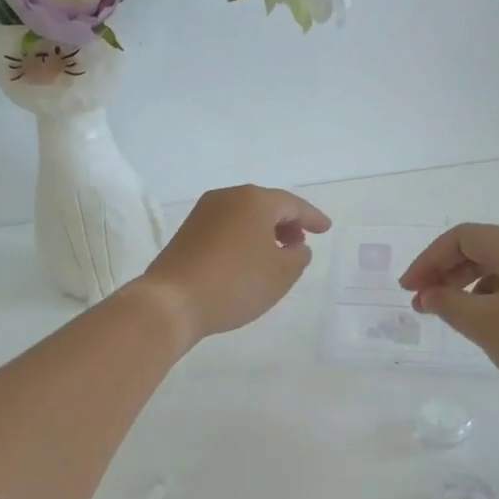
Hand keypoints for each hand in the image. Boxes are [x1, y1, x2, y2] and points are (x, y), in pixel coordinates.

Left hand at [132, 184, 330, 344]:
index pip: (292, 204)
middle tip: (300, 242)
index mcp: (254, 200)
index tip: (326, 229)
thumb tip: (296, 246)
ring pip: (243, 216)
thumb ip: (298, 256)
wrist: (172, 301)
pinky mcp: (187, 232)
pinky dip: (243, 238)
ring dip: (264, 231)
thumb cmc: (235, 284)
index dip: (312, 217)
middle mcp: (227, 197)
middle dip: (286, 222)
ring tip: (276, 254)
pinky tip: (248, 260)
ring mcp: (203, 213)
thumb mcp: (281, 274)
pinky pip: (226, 228)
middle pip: (265, 205)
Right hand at [399, 224, 498, 419]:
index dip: (429, 260)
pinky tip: (491, 323)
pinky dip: (497, 295)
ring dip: (471, 285)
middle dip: (447, 272)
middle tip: (425, 303)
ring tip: (455, 316)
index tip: (409, 290)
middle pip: (484, 247)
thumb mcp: (487, 326)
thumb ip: (449, 304)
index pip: (462, 237)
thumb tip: (428, 293)